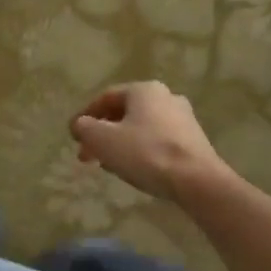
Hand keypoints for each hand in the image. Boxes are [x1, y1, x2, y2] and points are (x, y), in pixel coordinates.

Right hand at [70, 81, 224, 201]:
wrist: (197, 181)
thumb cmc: (145, 153)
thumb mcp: (103, 140)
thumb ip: (85, 128)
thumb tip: (79, 125)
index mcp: (144, 89)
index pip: (105, 97)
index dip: (85, 116)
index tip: (73, 136)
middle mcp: (166, 97)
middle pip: (123, 113)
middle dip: (102, 133)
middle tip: (86, 154)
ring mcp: (183, 118)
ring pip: (140, 128)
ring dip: (119, 143)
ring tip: (106, 164)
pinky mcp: (194, 141)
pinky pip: (157, 141)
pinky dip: (140, 150)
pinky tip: (132, 169)